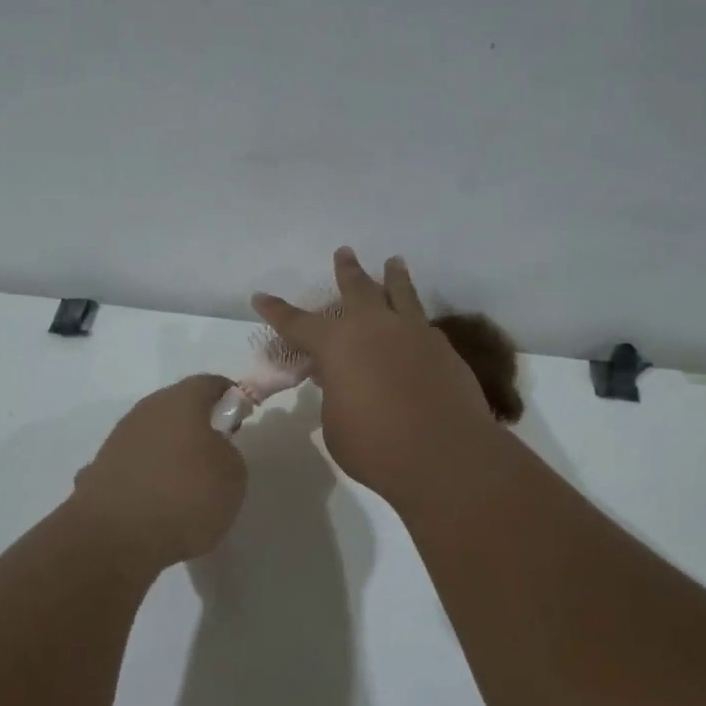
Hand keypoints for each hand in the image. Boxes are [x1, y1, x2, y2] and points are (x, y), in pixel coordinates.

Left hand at [71, 375, 248, 568]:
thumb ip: (228, 452)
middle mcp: (145, 411)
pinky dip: (146, 477)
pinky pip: (134, 466)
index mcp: (180, 401)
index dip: (230, 398)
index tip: (241, 421)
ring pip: (154, 436)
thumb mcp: (233, 476)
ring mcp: (117, 440)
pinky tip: (154, 504)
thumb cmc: (184, 497)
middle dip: (198, 426)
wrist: (114, 539)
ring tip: (186, 486)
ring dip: (170, 452)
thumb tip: (213, 449)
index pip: (210, 384)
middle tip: (217, 456)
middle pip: (178, 408)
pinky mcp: (99, 470)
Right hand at [253, 248, 501, 504]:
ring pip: (400, 294)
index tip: (260, 296)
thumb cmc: (376, 446)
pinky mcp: (443, 349)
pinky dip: (414, 316)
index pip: (298, 323)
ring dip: (394, 276)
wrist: (445, 453)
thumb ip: (336, 395)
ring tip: (394, 262)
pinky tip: (416, 322)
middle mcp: (374, 328)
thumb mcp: (336, 424)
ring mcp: (413, 333)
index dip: (277, 312)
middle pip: (357, 289)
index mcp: (337, 345)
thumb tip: (344, 381)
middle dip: (347, 271)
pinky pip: (423, 323)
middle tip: (344, 252)